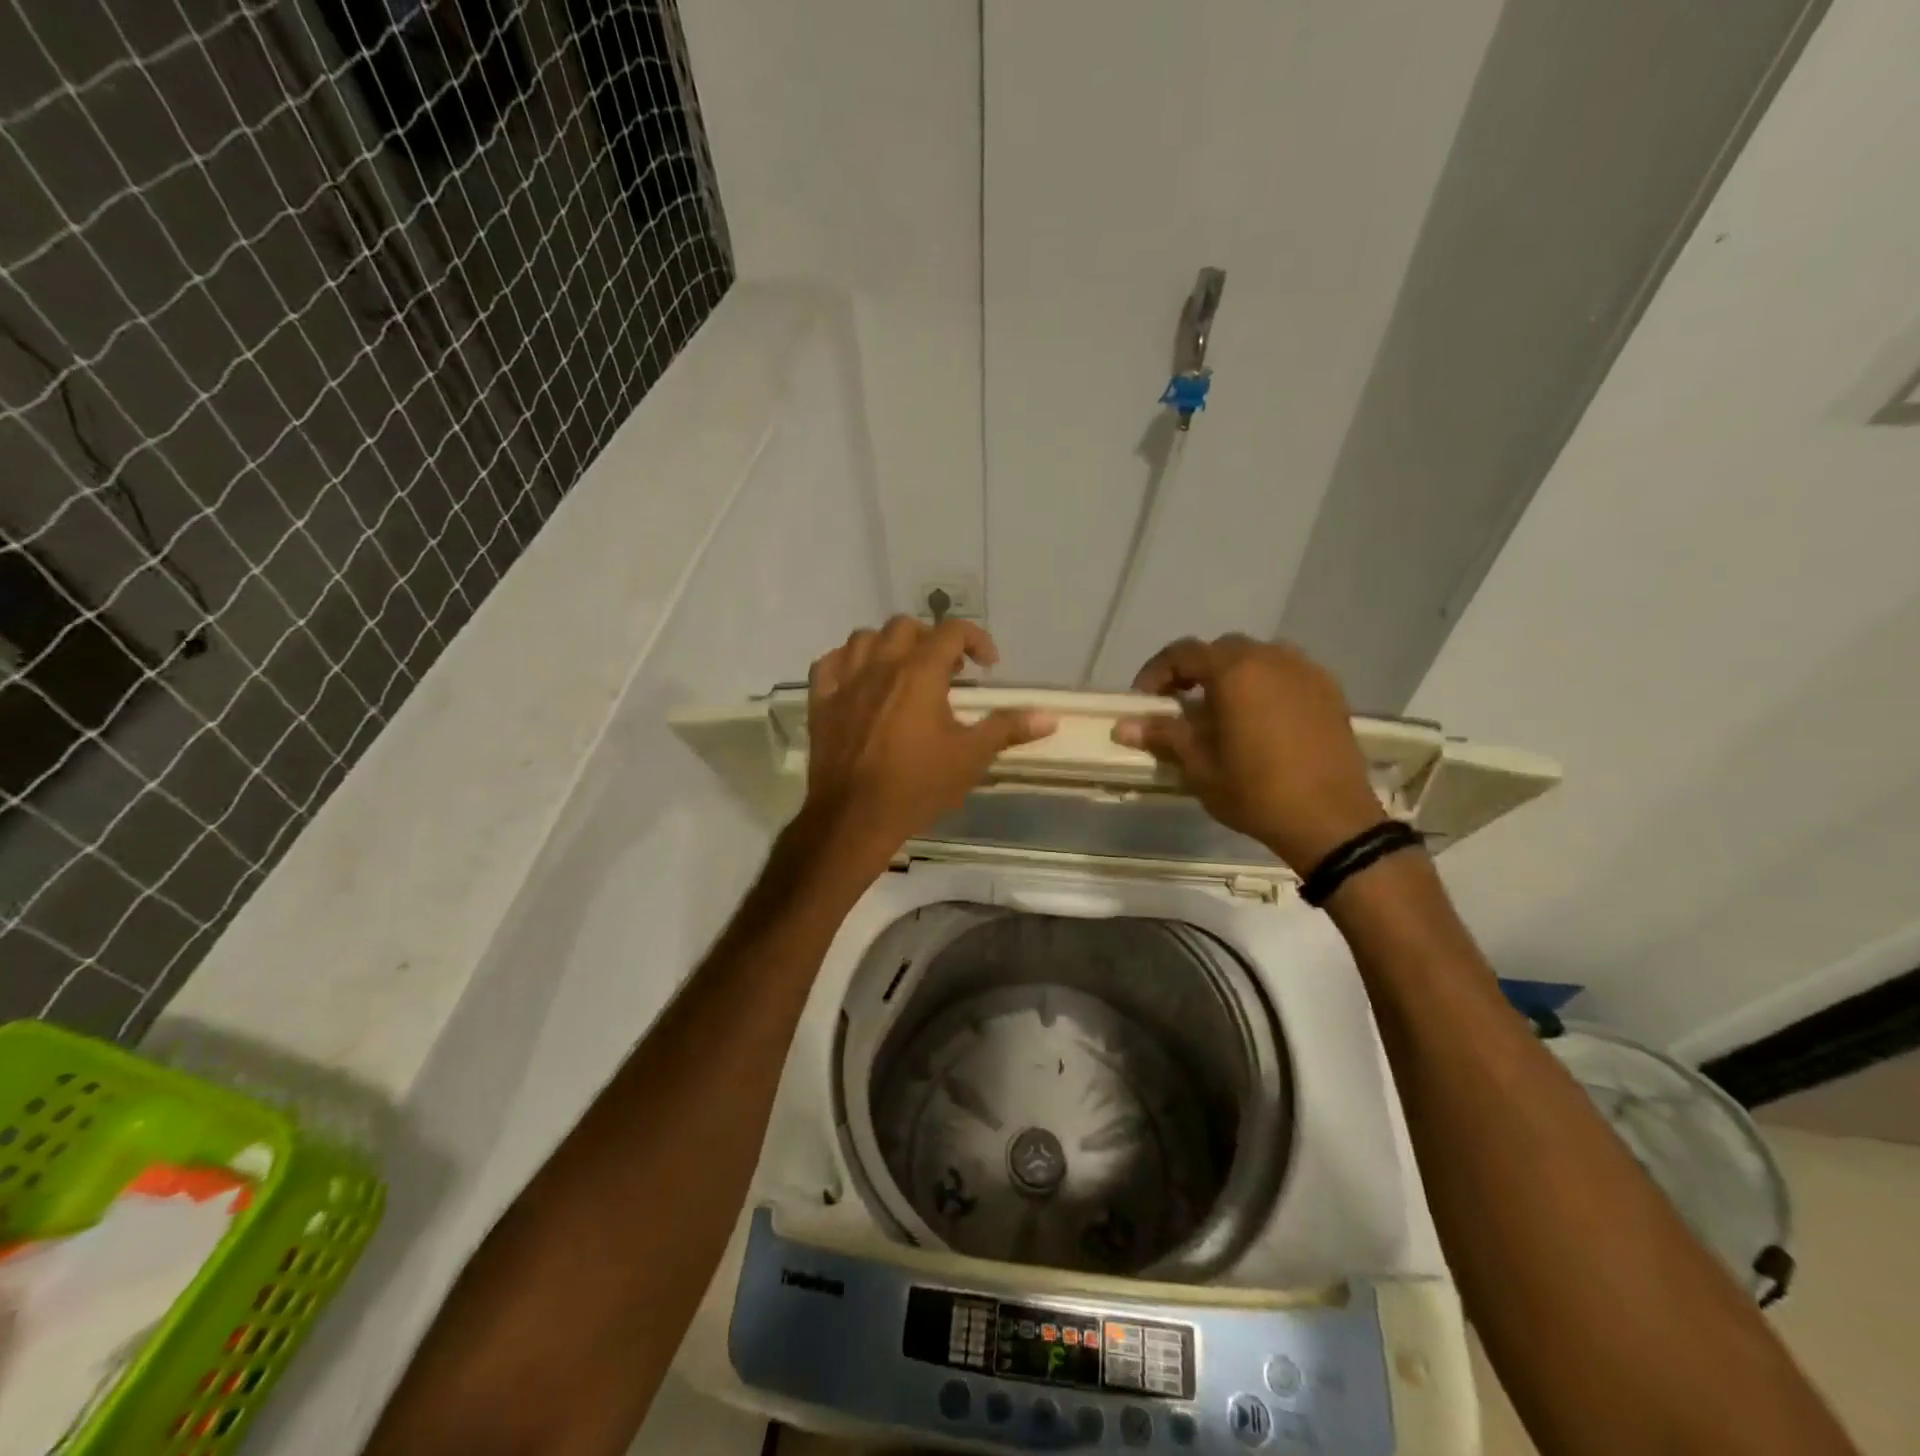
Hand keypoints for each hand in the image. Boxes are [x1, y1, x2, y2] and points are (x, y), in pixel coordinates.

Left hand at [801, 616, 1054, 864]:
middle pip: (906, 627)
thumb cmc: (917, 785)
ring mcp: (845, 681)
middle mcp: (881, 664)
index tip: (987, 665)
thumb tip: (1049, 717)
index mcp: (920, 672)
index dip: (976, 639)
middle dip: (932, 640)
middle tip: (947, 670)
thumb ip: (1007, 729)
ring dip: (889, 645)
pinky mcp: (821, 701)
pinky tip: (859, 679)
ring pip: (865, 637)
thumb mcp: (970, 757)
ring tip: (903, 669)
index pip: (952, 631)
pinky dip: (848, 662)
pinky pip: (829, 662)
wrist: (854, 818)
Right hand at [1114, 634, 1384, 873]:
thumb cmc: (1256, 792)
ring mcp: (1306, 672)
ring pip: (1257, 658)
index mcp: (1235, 671)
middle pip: (1221, 650)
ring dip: (1232, 675)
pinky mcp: (1330, 692)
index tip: (1144, 701)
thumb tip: (1123, 726)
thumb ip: (1164, 736)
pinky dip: (1265, 685)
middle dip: (1195, 671)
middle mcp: (1272, 659)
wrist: (1332, 821)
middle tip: (1180, 705)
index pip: (1183, 653)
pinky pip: (1287, 674)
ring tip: (1222, 711)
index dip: (1156, 673)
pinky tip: (1261, 719)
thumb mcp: (1200, 767)